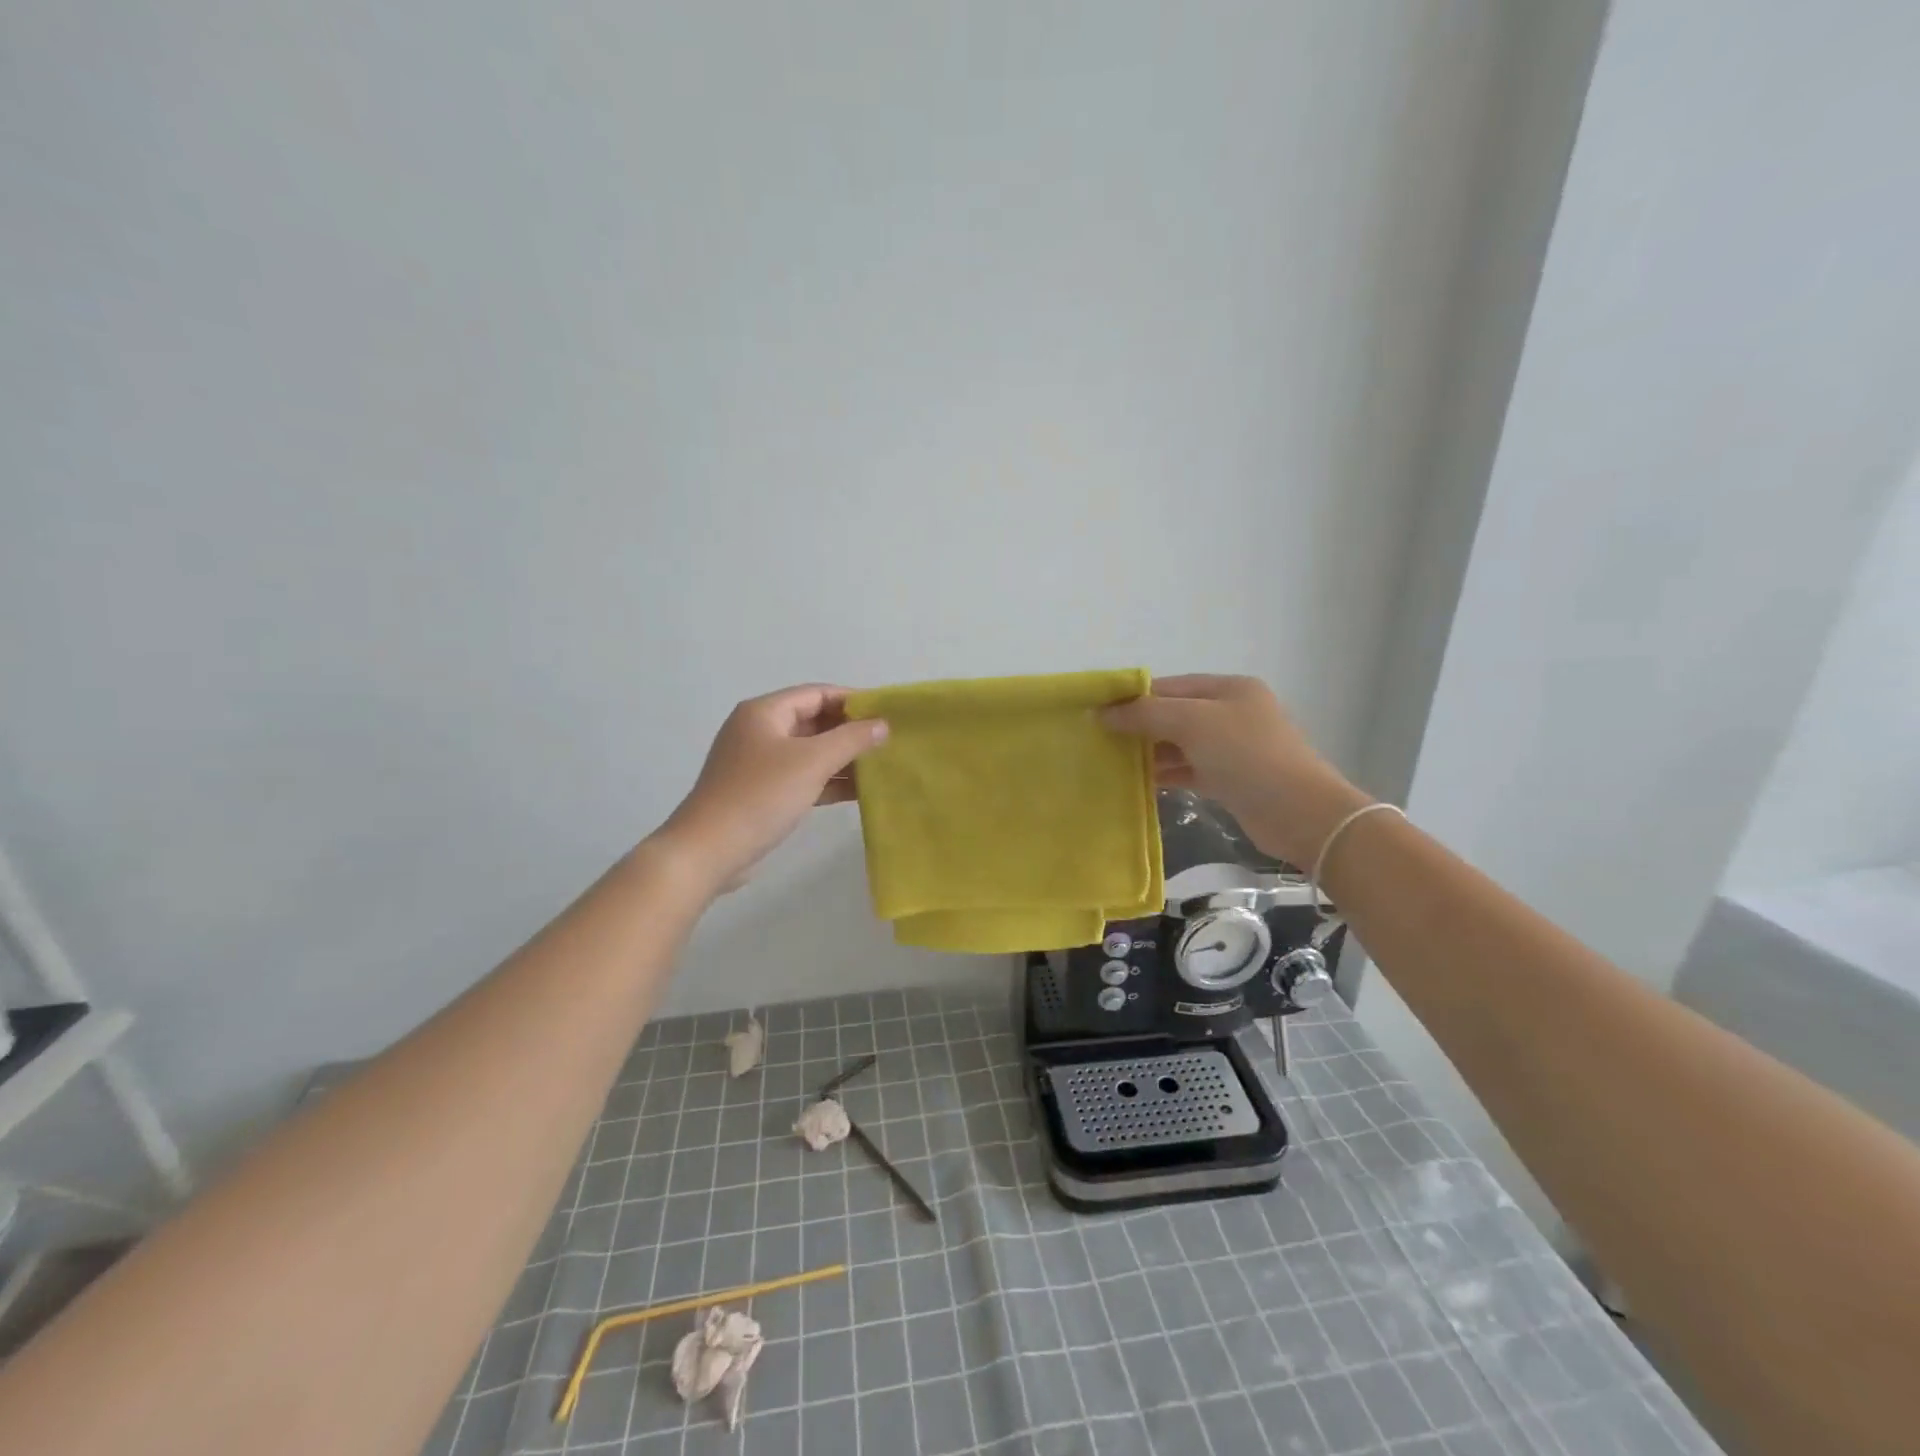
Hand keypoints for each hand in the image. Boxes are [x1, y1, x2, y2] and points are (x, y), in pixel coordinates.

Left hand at [657, 685, 887, 890]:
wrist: (709, 850)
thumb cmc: (761, 795)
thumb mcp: (812, 762)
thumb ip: (851, 739)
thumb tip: (882, 724)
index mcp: (765, 712)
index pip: (817, 694)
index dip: (853, 700)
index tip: (887, 713)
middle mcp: (759, 731)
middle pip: (813, 721)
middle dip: (850, 731)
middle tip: (888, 742)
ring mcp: (758, 763)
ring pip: (809, 752)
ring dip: (842, 758)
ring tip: (880, 766)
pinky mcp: (761, 792)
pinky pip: (802, 776)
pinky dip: (827, 781)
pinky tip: (857, 792)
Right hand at [1102, 674, 1370, 865]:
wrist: (1300, 813)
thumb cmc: (1246, 755)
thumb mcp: (1193, 723)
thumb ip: (1146, 714)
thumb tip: (1103, 713)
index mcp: (1228, 689)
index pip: (1170, 686)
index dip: (1133, 697)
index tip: (1097, 713)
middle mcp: (1231, 713)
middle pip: (1174, 714)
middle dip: (1139, 725)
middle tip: (1100, 740)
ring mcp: (1233, 748)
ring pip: (1180, 744)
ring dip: (1149, 752)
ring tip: (1112, 762)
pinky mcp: (1231, 779)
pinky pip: (1189, 769)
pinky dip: (1166, 773)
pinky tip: (1139, 781)